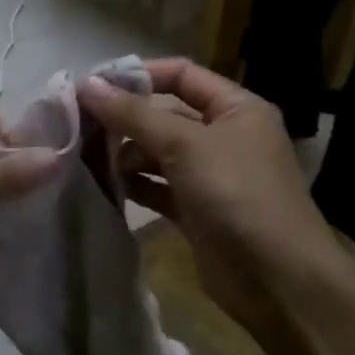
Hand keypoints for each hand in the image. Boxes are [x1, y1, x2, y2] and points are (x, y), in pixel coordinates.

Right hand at [77, 58, 338, 309]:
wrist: (276, 279)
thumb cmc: (236, 195)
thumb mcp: (184, 145)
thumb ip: (133, 114)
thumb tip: (86, 84)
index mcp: (236, 108)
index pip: (181, 75)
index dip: (138, 75)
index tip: (92, 86)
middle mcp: (224, 136)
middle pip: (164, 114)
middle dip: (125, 119)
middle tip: (78, 125)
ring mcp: (210, 176)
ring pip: (157, 153)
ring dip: (125, 155)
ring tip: (89, 159)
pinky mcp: (196, 211)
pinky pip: (158, 187)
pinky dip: (135, 185)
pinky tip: (108, 187)